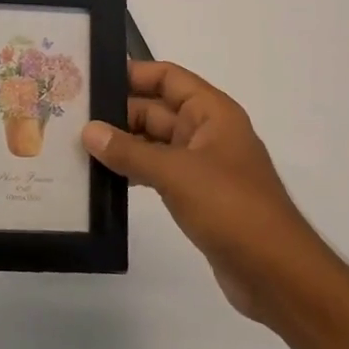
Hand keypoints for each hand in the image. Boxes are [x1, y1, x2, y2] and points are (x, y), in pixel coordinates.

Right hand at [82, 60, 326, 320]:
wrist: (277, 275)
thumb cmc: (232, 208)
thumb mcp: (176, 173)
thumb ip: (129, 151)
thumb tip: (88, 131)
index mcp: (212, 113)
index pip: (167, 77)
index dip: (132, 74)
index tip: (90, 79)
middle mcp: (207, 132)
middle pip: (155, 109)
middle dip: (117, 113)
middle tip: (71, 117)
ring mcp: (201, 165)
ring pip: (153, 142)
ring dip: (121, 144)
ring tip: (77, 146)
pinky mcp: (196, 196)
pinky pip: (157, 171)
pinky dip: (132, 171)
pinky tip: (103, 178)